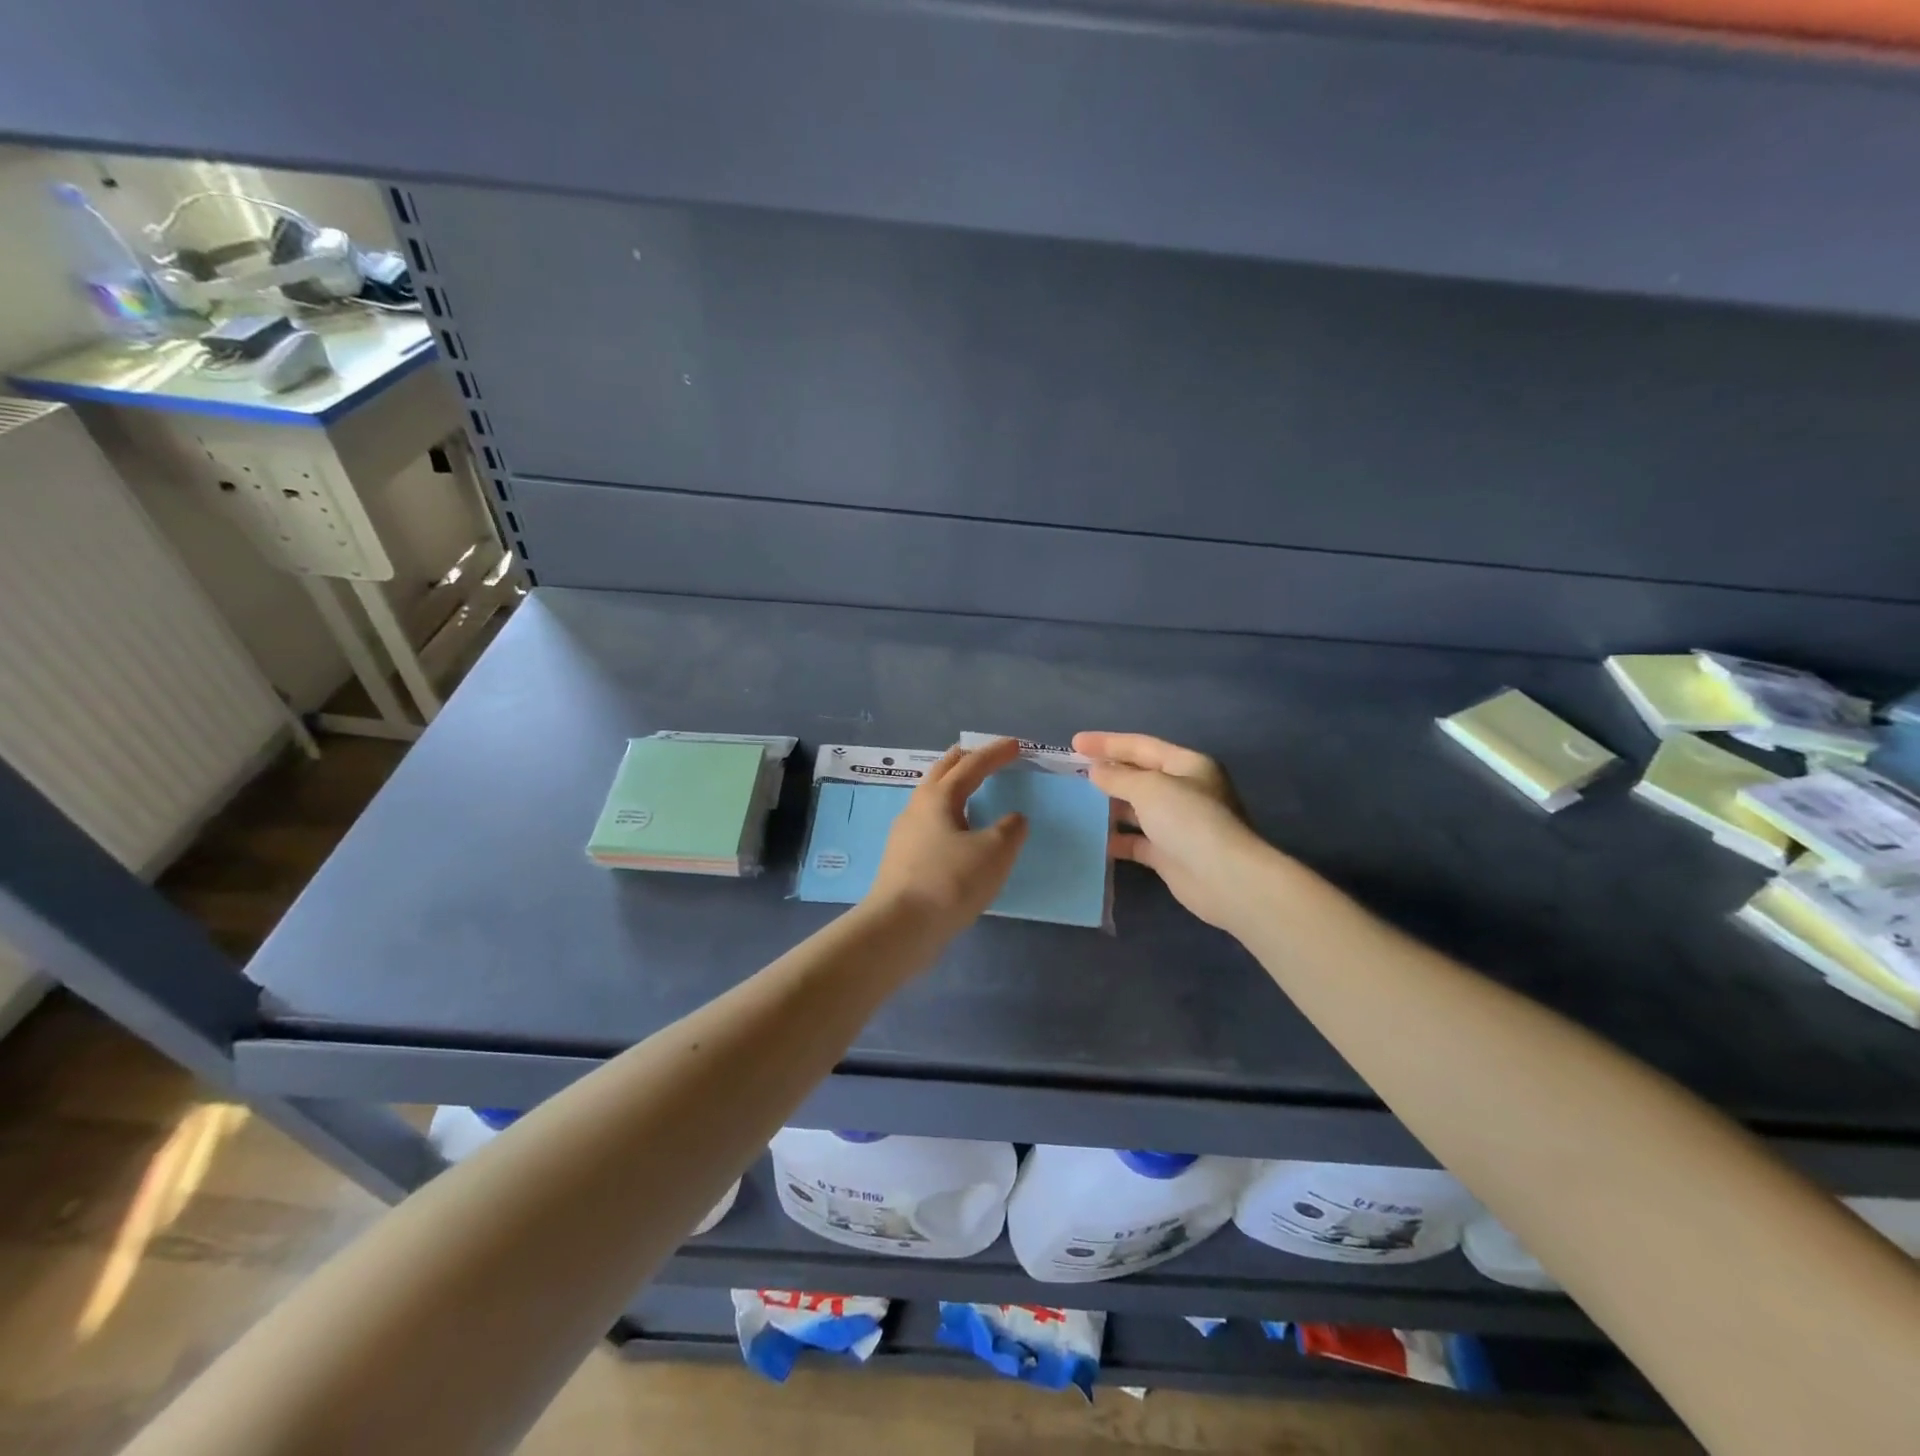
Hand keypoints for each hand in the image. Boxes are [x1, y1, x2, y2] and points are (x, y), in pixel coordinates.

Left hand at [868, 738, 1029, 937]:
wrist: (900, 927)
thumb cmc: (949, 882)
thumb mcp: (994, 852)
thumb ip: (1010, 829)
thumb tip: (1013, 819)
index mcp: (938, 796)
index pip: (971, 765)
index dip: (996, 753)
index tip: (1017, 745)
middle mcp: (917, 807)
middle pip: (943, 773)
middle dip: (966, 760)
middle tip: (986, 756)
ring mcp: (905, 834)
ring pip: (933, 799)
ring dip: (955, 788)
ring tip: (974, 792)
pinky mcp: (903, 860)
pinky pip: (931, 825)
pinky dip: (950, 816)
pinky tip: (959, 834)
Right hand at [1072, 731, 1271, 931]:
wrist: (1224, 878)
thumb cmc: (1188, 819)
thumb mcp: (1149, 788)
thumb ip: (1118, 777)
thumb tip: (1096, 771)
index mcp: (1187, 765)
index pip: (1142, 746)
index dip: (1107, 743)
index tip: (1074, 742)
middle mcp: (1185, 791)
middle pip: (1140, 776)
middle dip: (1109, 773)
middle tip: (1073, 772)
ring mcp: (1179, 824)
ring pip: (1138, 809)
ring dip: (1111, 806)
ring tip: (1078, 803)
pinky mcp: (1171, 854)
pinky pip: (1138, 841)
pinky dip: (1118, 838)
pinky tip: (1095, 839)